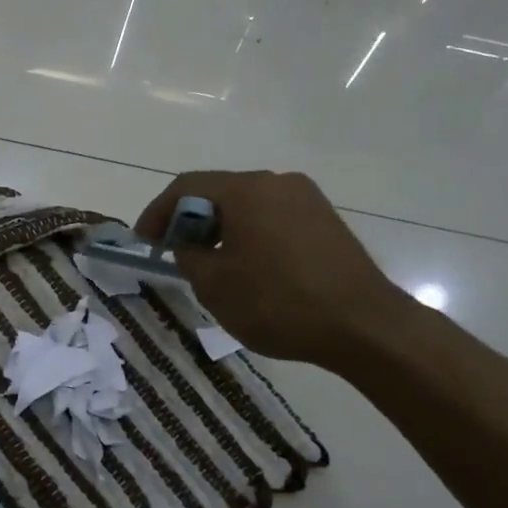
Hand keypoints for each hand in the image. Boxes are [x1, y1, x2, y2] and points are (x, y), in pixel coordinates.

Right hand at [135, 170, 410, 370]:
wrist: (363, 325)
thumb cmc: (278, 303)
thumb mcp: (215, 285)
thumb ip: (188, 256)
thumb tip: (188, 245)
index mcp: (246, 190)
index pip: (186, 187)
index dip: (157, 212)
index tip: (144, 242)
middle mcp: (277, 182)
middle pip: (219, 191)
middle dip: (189, 221)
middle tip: (173, 254)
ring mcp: (307, 199)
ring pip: (247, 205)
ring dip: (220, 229)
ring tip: (210, 264)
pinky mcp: (326, 220)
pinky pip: (273, 218)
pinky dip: (250, 235)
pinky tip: (248, 267)